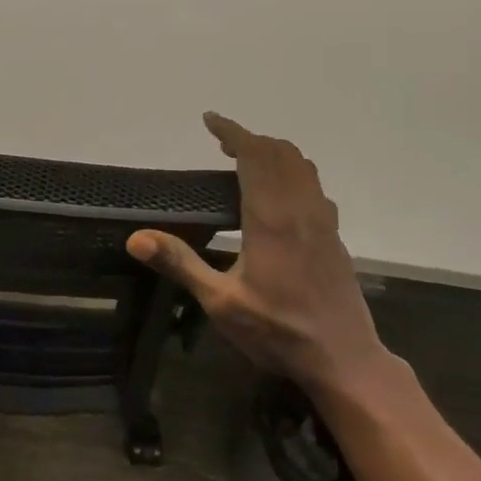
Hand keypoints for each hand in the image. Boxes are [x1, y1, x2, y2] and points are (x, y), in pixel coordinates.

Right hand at [127, 113, 387, 393]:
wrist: (344, 359)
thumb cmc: (278, 331)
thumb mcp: (220, 302)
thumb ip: (180, 264)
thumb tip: (136, 238)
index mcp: (271, 218)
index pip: (254, 156)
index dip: (231, 132)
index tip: (209, 120)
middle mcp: (300, 210)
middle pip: (280, 153)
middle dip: (250, 139)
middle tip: (221, 143)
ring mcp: (323, 222)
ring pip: (302, 166)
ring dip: (274, 153)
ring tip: (246, 162)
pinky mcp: (334, 236)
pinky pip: (313, 186)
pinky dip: (293, 172)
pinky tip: (279, 196)